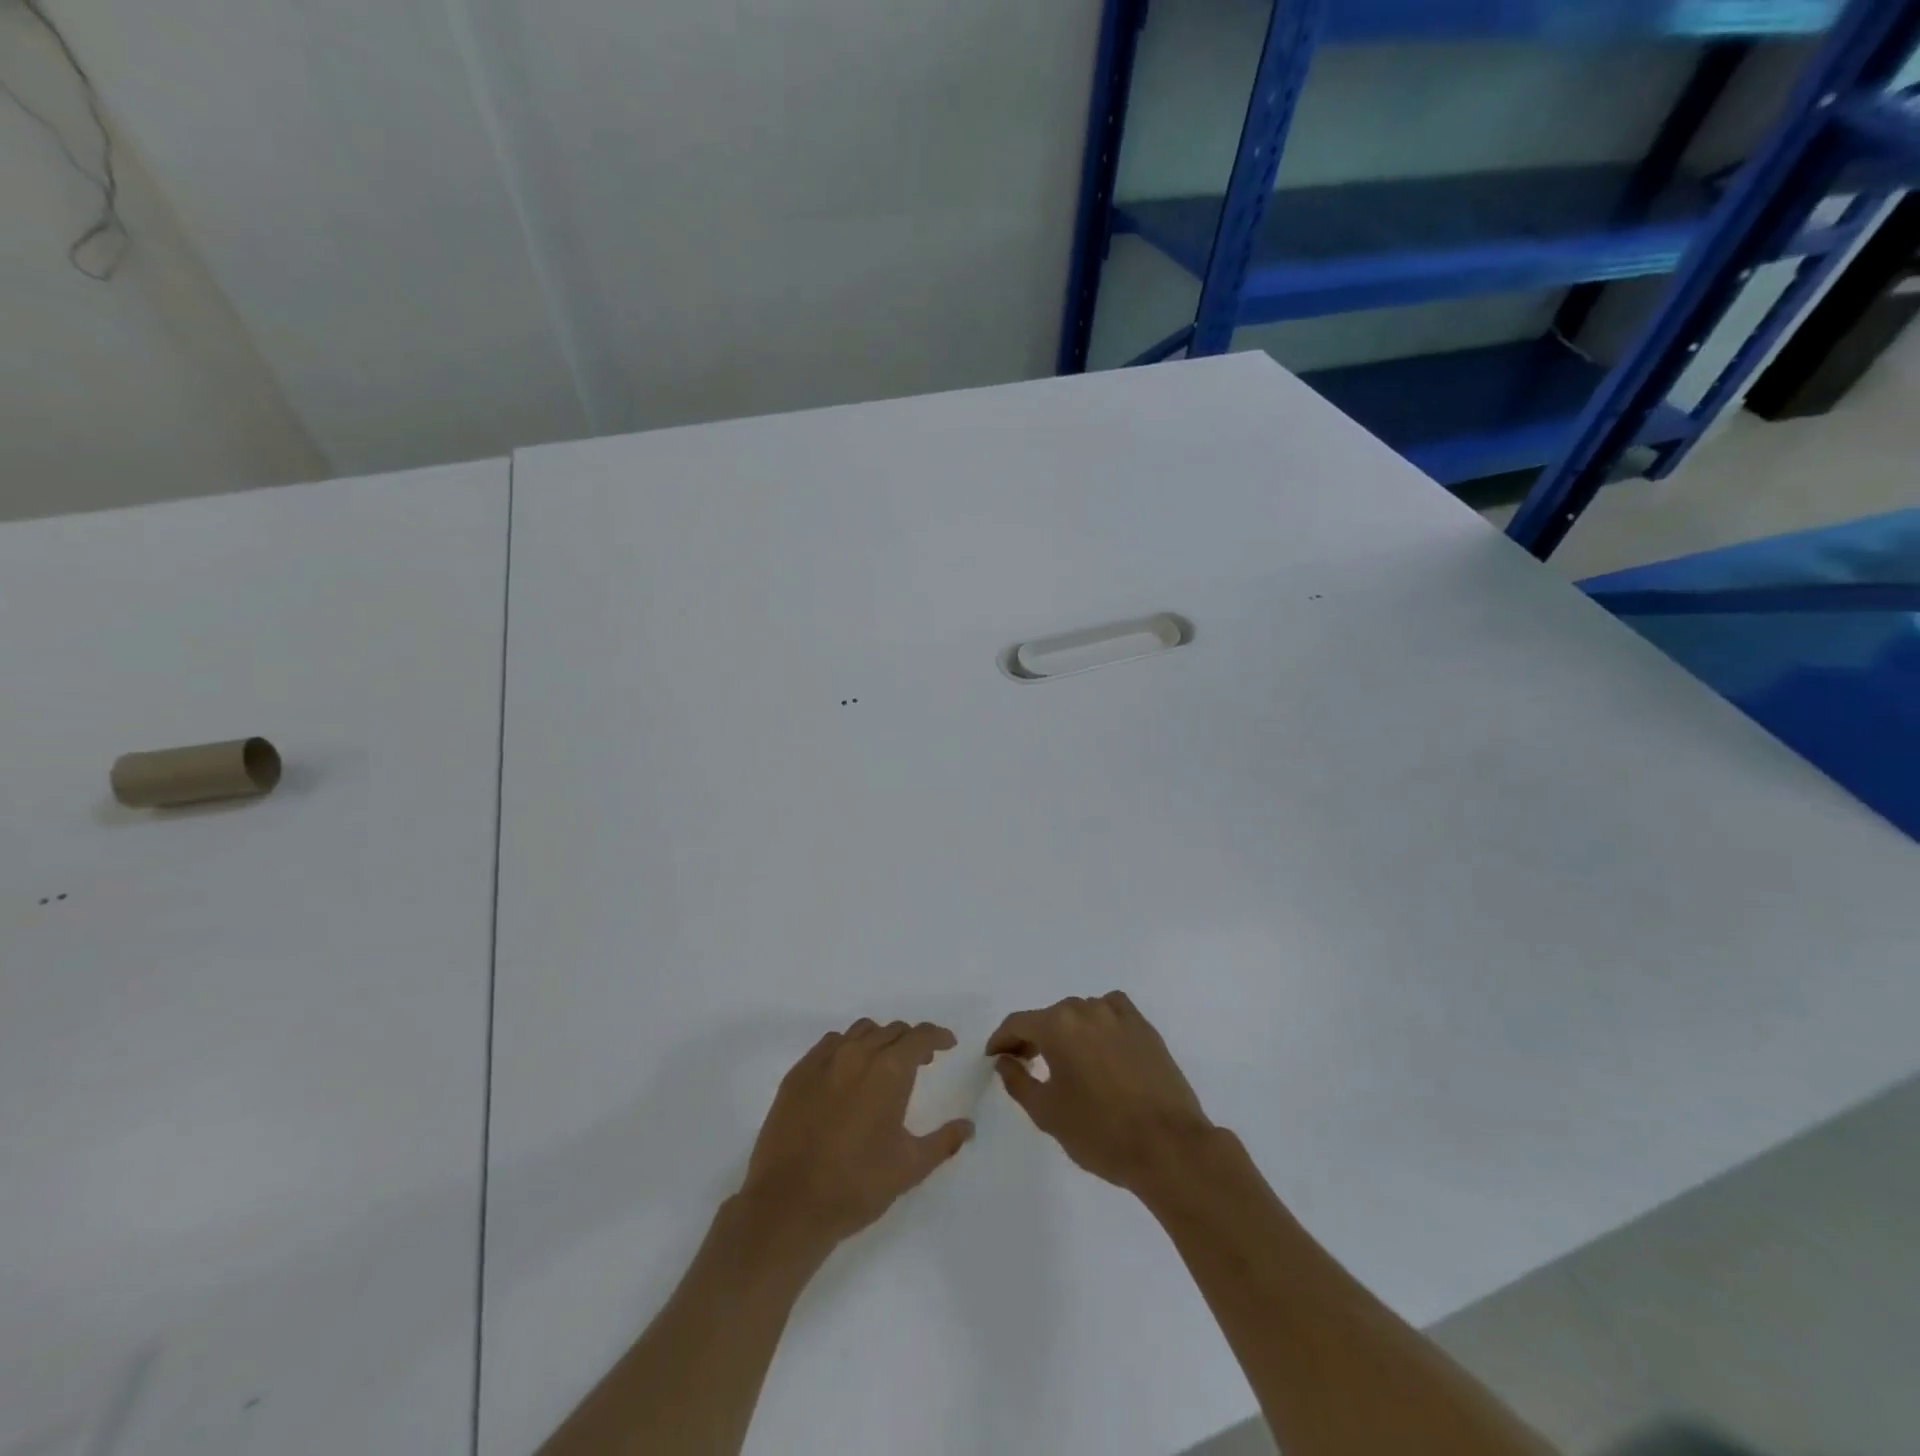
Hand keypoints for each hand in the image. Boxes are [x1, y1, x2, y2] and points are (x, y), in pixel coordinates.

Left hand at [740, 1019, 973, 1250]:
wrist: (788, 1206)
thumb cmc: (856, 1186)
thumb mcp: (910, 1168)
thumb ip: (943, 1142)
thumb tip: (967, 1126)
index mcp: (889, 1071)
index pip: (920, 1036)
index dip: (938, 1036)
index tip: (947, 1044)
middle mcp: (857, 1054)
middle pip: (891, 1030)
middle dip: (910, 1041)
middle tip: (920, 1062)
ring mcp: (823, 1061)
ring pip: (860, 1031)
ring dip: (879, 1040)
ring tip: (883, 1065)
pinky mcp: (797, 1074)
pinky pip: (830, 1044)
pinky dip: (847, 1048)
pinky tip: (847, 1074)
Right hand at [988, 992, 1212, 1194]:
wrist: (1168, 1147)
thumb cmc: (1100, 1133)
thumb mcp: (1047, 1113)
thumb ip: (1018, 1081)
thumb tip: (1005, 1060)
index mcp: (1058, 1026)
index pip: (1018, 1023)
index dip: (1001, 1040)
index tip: (995, 1057)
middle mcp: (1086, 1009)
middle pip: (1049, 1016)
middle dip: (1033, 1037)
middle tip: (1027, 1063)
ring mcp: (1119, 1015)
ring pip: (1081, 1012)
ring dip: (1067, 1031)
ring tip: (1066, 1059)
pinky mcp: (1144, 1027)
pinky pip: (1112, 1011)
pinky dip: (1099, 1022)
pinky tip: (1101, 1045)